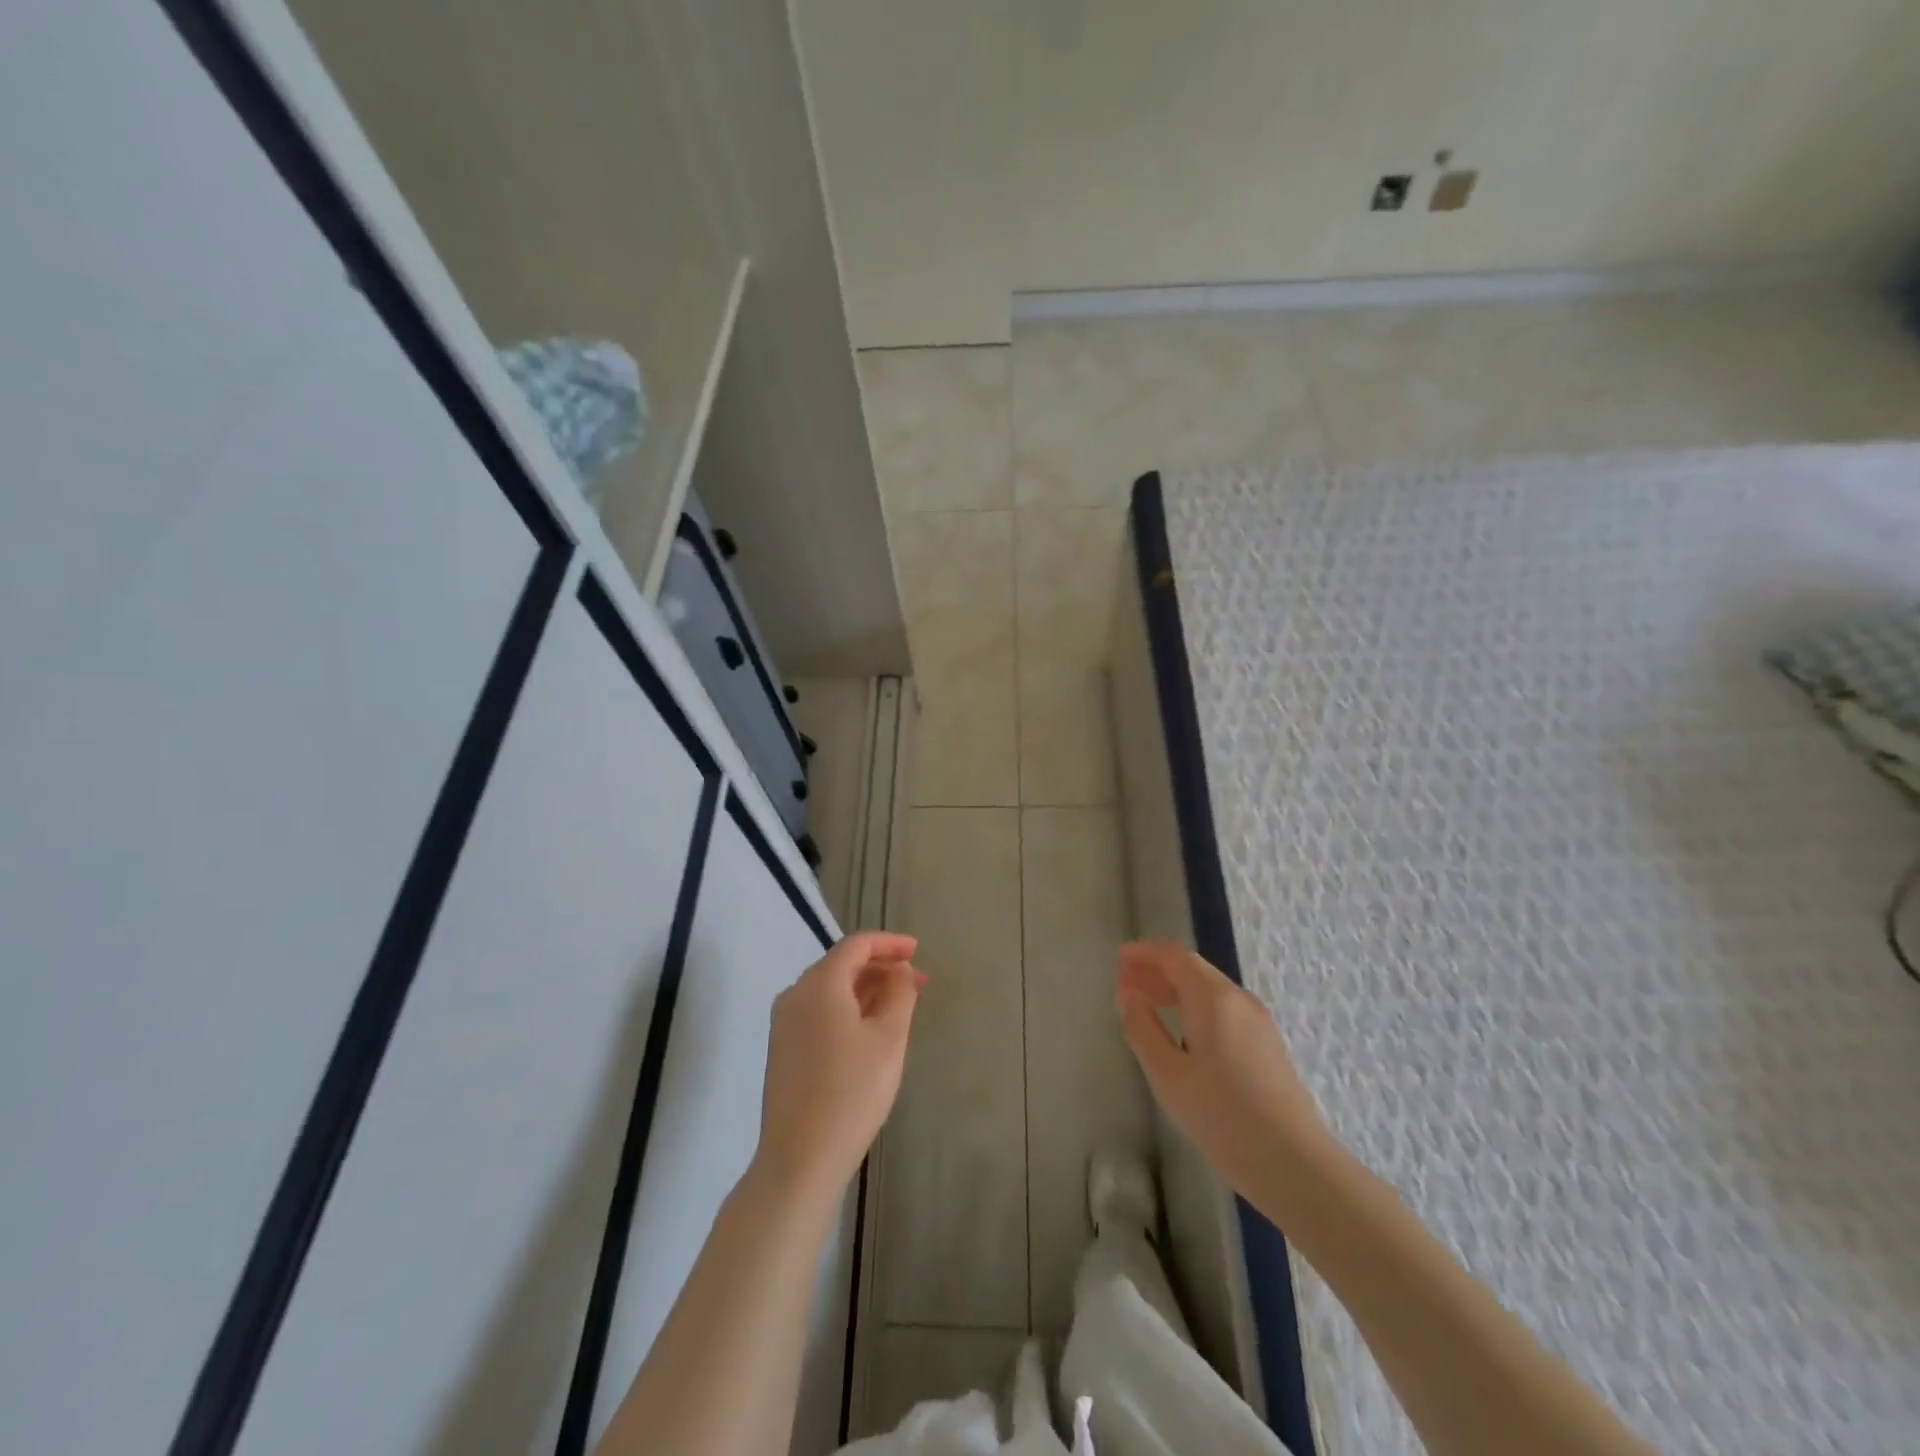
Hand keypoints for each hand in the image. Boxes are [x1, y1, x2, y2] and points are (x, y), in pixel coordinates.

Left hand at [754, 931, 923, 1206]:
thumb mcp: (889, 1038)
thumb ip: (900, 993)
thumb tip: (900, 970)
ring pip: (830, 990)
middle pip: (841, 965)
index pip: (856, 945)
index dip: (889, 943)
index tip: (917, 950)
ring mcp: (784, 1024)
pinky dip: (848, 1009)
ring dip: (866, 990)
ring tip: (900, 1005)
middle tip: (917, 982)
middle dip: (881, 968)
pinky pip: (820, 1012)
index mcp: (819, 983)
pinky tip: (870, 1030)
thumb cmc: (852, 1092)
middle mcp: (795, 994)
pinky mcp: (783, 1050)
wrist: (800, 1159)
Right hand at [1116, 941, 1327, 1197]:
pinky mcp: (1267, 1045)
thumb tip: (1127, 995)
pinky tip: (1182, 1034)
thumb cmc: (1222, 1116)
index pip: (1175, 956)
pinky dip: (1195, 1008)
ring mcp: (1258, 1022)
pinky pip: (1224, 1010)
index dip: (1146, 953)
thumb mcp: (1168, 1074)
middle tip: (1126, 982)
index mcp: (1213, 998)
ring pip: (1210, 991)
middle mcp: (1238, 999)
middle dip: (1158, 971)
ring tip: (1147, 1005)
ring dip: (1176, 990)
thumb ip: (1142, 1028)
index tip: (1120, 958)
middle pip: (1193, 970)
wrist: (1294, 1163)